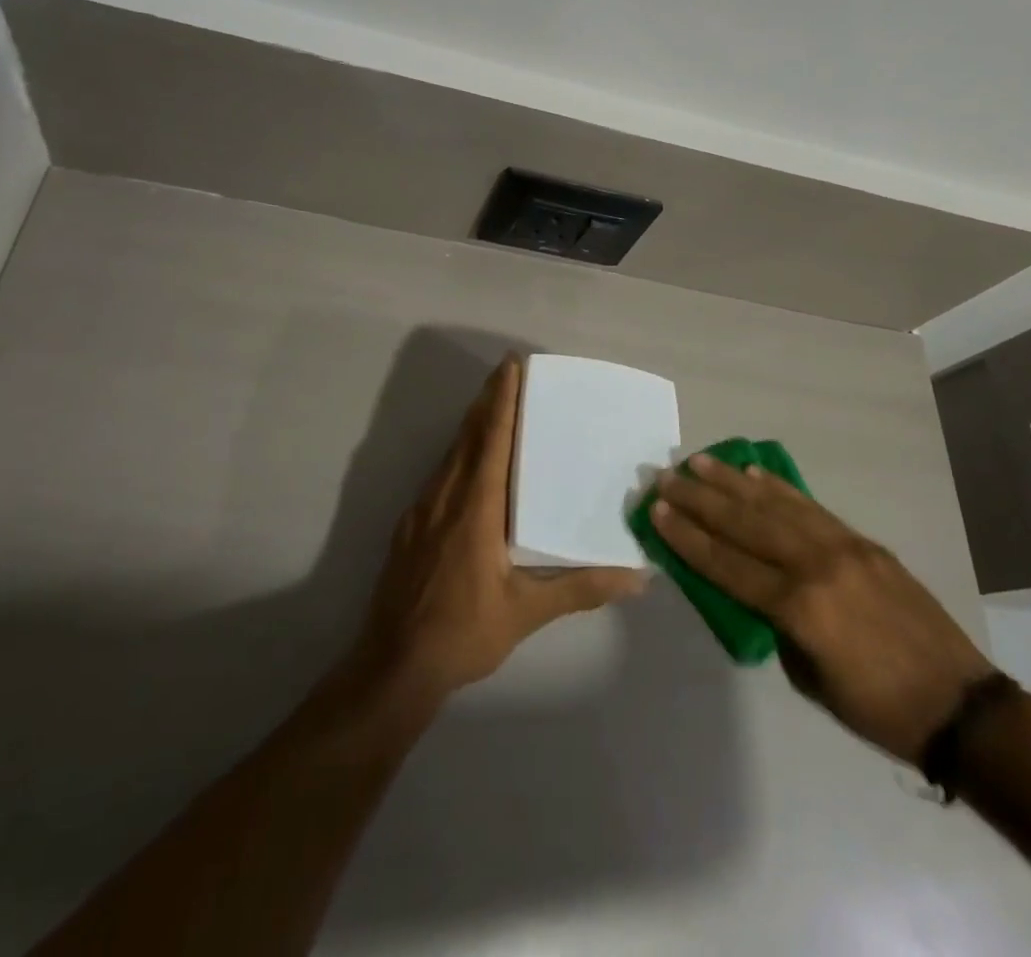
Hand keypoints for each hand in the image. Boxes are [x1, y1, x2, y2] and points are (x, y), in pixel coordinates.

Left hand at [353, 357, 646, 706]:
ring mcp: (422, 509)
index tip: (511, 366)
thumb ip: (580, 589)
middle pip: (468, 435)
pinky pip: (440, 473)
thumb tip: (636, 578)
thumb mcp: (526, 611)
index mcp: (475, 506)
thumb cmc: (462, 633)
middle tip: (509, 372)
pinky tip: (470, 464)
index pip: (491, 438)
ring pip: (450, 452)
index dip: (501, 399)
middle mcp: (445, 496)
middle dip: (488, 400)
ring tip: (495, 407)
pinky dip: (459, 453)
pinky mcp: (410, 525)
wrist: (393, 665)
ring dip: (472, 424)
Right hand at [652, 454, 994, 764]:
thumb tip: (753, 587)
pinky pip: (811, 507)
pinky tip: (756, 474)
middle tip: (666, 476)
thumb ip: (775, 625)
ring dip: (733, 481)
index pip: (727, 564)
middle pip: (745, 524)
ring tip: (701, 461)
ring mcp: (842, 546)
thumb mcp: (809, 678)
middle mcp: (815, 565)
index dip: (687, 537)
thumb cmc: (878, 708)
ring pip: (775, 505)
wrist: (960, 705)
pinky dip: (779, 488)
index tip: (656, 511)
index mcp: (799, 607)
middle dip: (700, 499)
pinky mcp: (863, 541)